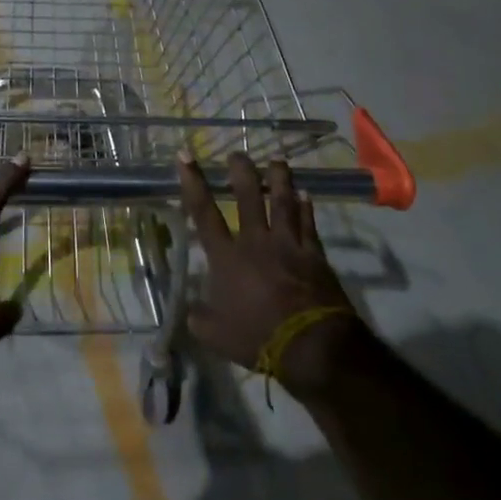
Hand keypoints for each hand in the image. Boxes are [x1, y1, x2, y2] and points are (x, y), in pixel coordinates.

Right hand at [178, 150, 363, 396]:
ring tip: (277, 161)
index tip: (186, 155)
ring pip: (283, 202)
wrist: (310, 345)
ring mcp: (288, 244)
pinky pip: (309, 224)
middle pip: (248, 197)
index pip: (204, 213)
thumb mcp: (215, 336)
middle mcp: (255, 241)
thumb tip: (191, 311)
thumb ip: (200, 318)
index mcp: (226, 257)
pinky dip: (307, 208)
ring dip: (280, 180)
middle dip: (241, 172)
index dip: (193, 183)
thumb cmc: (257, 337)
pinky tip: (307, 195)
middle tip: (238, 154)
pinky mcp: (314, 254)